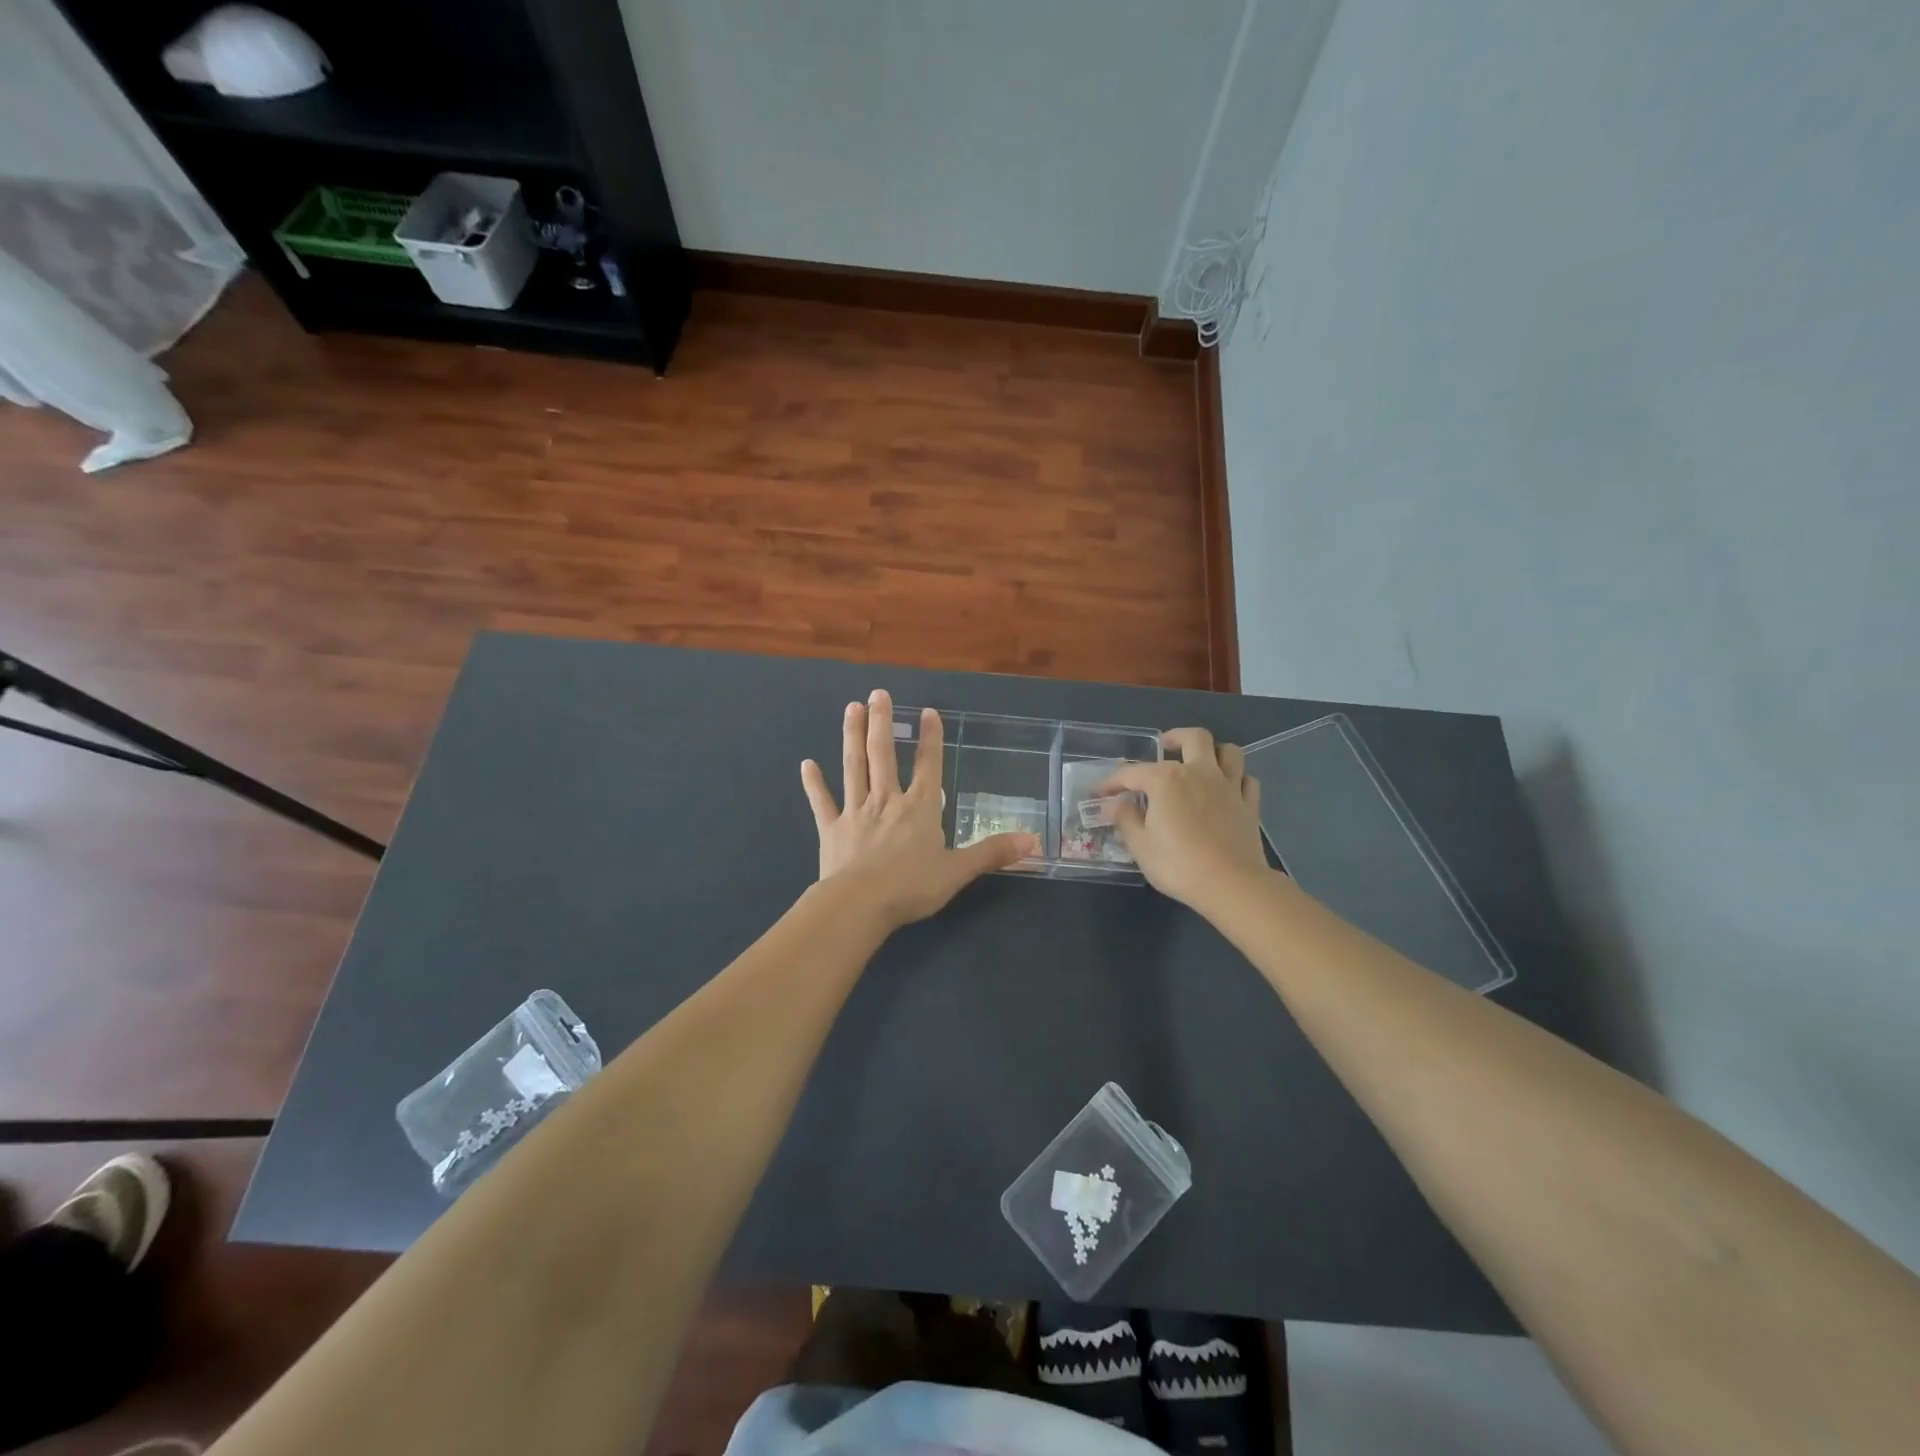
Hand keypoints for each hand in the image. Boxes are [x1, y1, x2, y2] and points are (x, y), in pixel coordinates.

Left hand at [801, 689, 1037, 932]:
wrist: (859, 904)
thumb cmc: (912, 886)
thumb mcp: (959, 871)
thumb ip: (993, 853)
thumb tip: (1034, 843)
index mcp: (919, 808)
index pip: (929, 766)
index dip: (931, 738)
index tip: (928, 711)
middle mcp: (887, 801)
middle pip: (884, 755)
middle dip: (882, 722)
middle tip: (878, 693)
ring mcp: (856, 812)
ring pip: (854, 767)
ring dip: (852, 736)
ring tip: (851, 709)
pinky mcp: (831, 829)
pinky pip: (822, 802)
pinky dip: (814, 783)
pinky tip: (806, 764)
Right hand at [1100, 728, 1269, 913]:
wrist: (1231, 884)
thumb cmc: (1178, 865)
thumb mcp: (1141, 846)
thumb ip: (1125, 820)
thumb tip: (1113, 804)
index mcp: (1166, 780)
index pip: (1132, 772)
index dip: (1112, 782)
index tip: (1100, 793)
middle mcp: (1199, 772)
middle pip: (1194, 738)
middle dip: (1176, 737)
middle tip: (1165, 746)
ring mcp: (1229, 787)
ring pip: (1229, 752)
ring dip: (1214, 751)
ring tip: (1200, 762)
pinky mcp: (1249, 805)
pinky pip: (1247, 780)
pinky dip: (1237, 779)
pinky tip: (1227, 790)